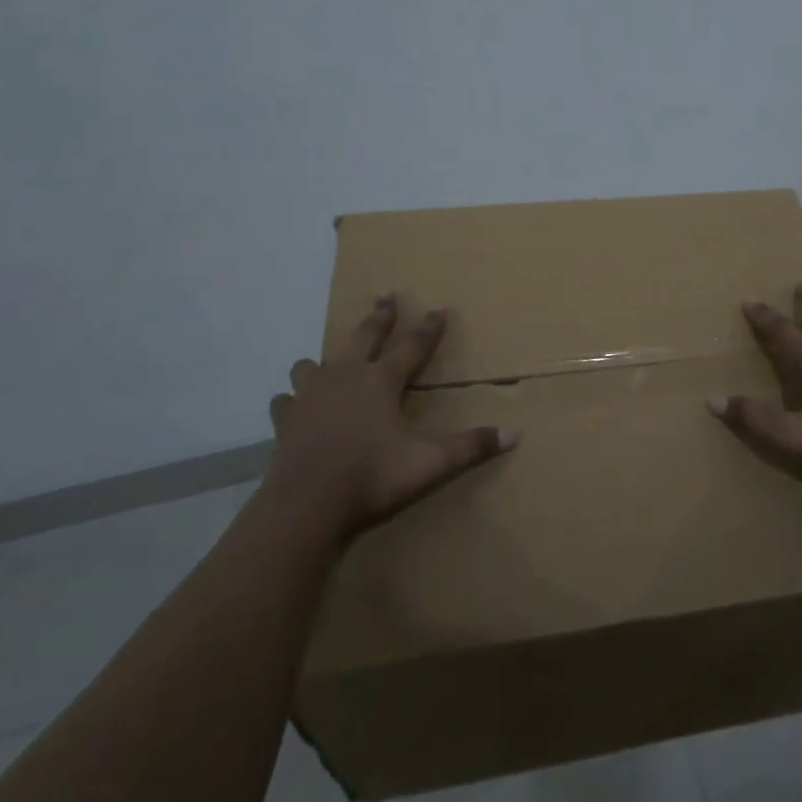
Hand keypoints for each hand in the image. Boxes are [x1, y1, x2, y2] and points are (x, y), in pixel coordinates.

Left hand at [262, 294, 515, 550]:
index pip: (413, 346)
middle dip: (379, 317)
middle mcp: (346, 377)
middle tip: (386, 296)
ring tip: (327, 361)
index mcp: (382, 381)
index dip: (429, 328)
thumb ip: (471, 447)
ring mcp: (310, 396)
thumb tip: (515, 434)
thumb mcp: (430, 463)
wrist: (305, 506)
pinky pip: (286, 401)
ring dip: (324, 360)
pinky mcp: (285, 421)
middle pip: (365, 337)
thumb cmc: (372, 477)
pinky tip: (293, 406)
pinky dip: (292, 400)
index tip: (439, 308)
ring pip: (314, 364)